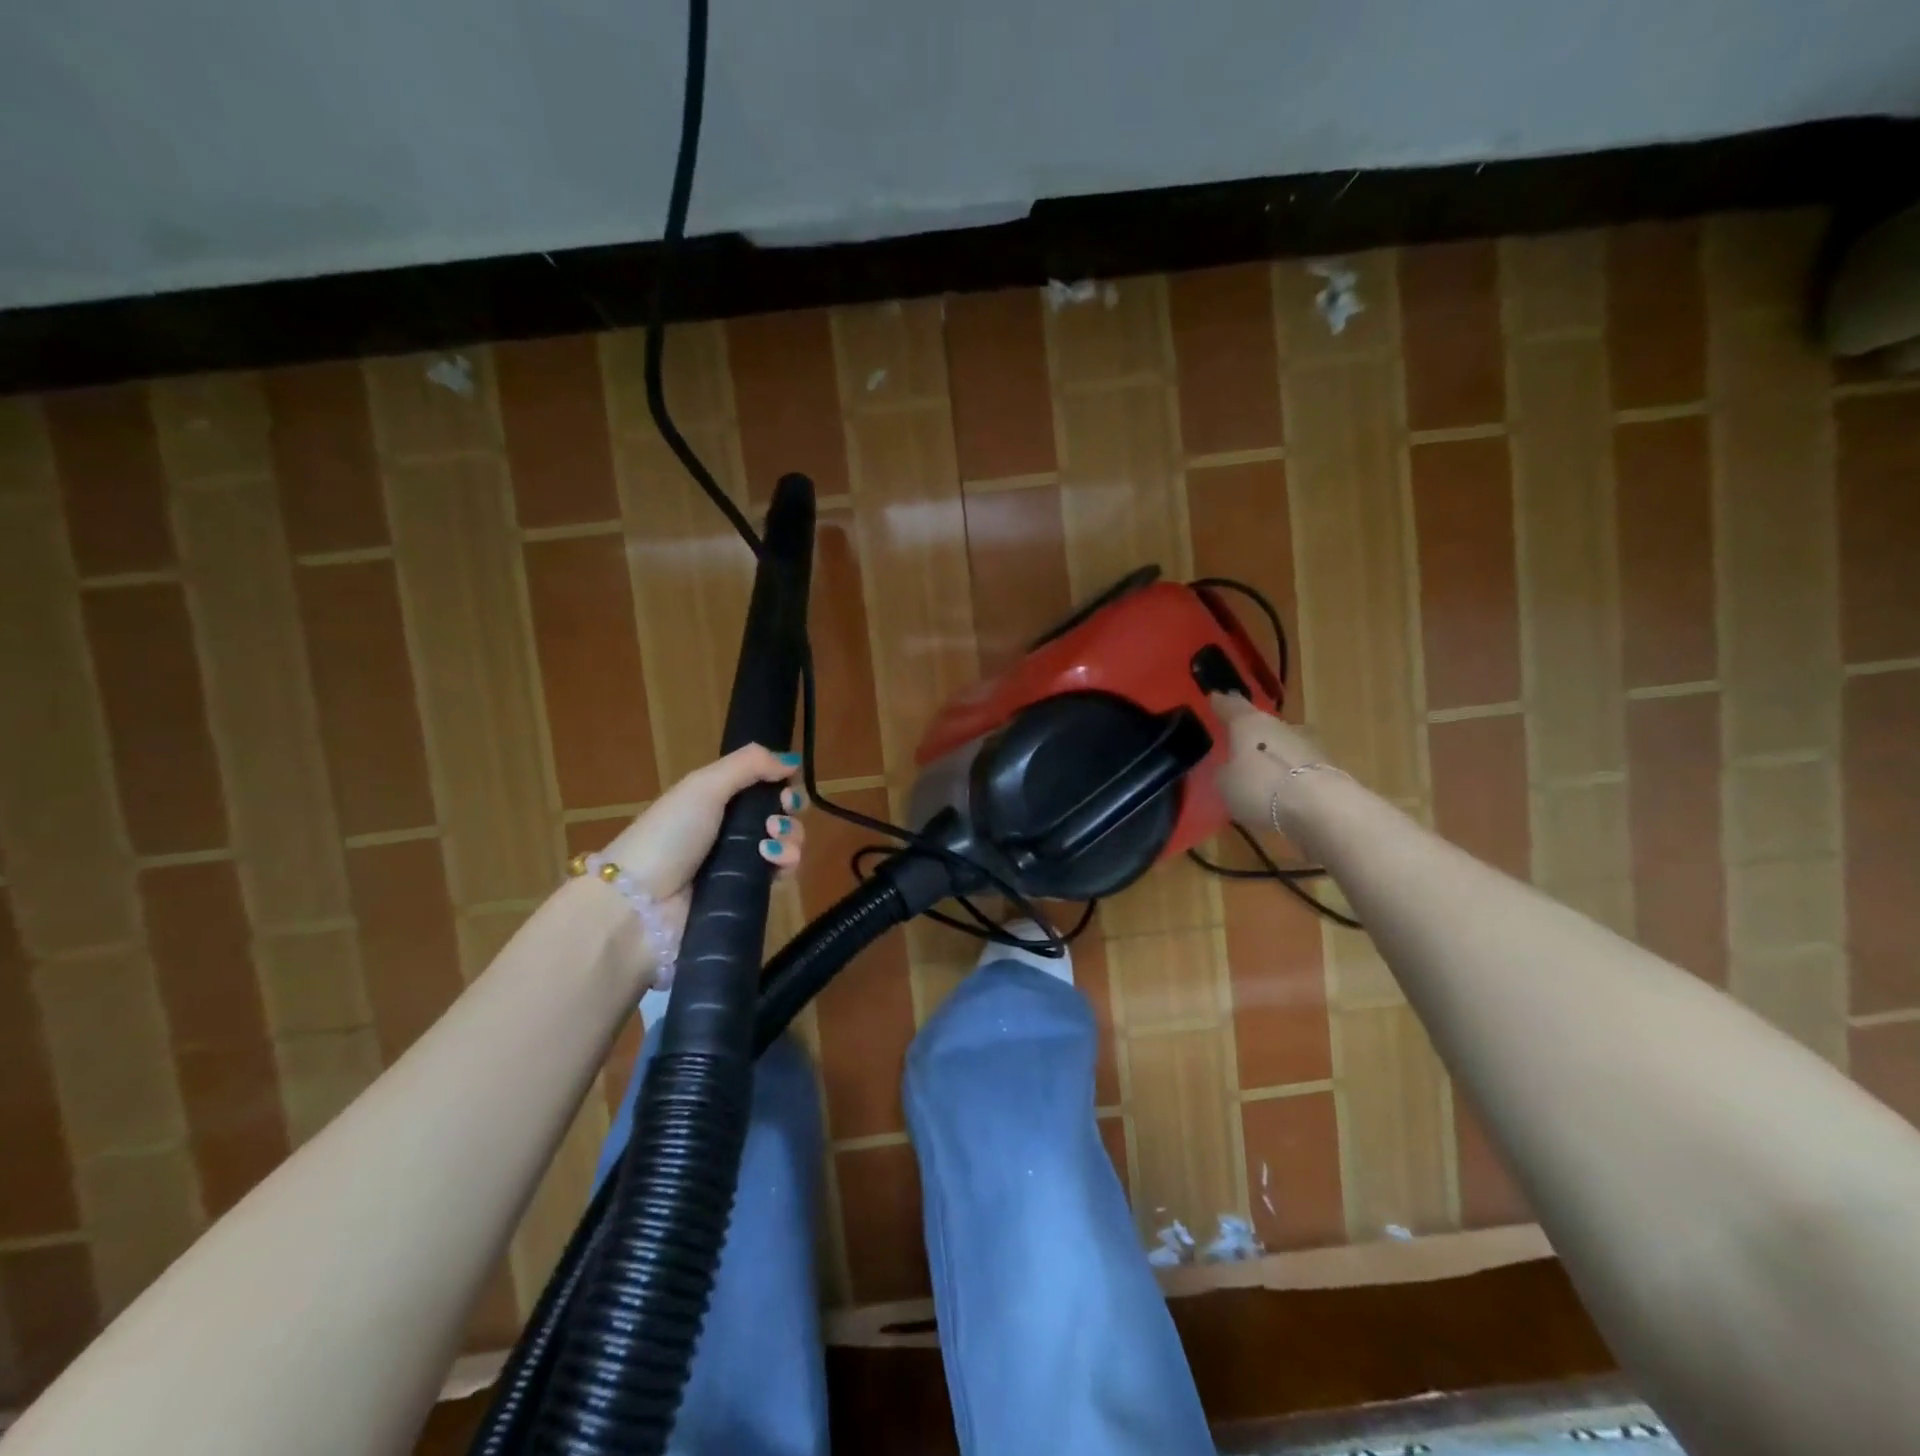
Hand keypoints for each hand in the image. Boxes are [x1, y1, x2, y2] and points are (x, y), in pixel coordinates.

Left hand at [597, 745, 808, 944]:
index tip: (785, 789)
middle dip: (789, 814)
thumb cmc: (669, 836)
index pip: (763, 788)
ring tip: (770, 847)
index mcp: (716, 801)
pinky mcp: (746, 894)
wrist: (640, 905)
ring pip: (785, 844)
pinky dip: (785, 866)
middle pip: (779, 814)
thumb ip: (748, 765)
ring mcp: (739, 864)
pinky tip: (774, 864)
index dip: (781, 785)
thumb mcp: (703, 787)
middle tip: (774, 822)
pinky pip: (780, 876)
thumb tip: (792, 759)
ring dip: (790, 839)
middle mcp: (730, 830)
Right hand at [1210, 693, 1334, 835]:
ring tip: (1260, 776)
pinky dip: (1289, 777)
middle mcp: (1279, 726)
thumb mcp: (1225, 785)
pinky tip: (1282, 793)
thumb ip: (1224, 772)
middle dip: (1250, 735)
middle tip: (1237, 746)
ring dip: (1272, 757)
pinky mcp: (1327, 768)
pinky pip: (1298, 769)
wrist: (1322, 807)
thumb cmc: (1261, 788)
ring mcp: (1307, 745)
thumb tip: (1230, 769)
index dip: (1221, 704)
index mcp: (1249, 723)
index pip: (1231, 706)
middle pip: (1261, 725)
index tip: (1215, 698)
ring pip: (1282, 746)